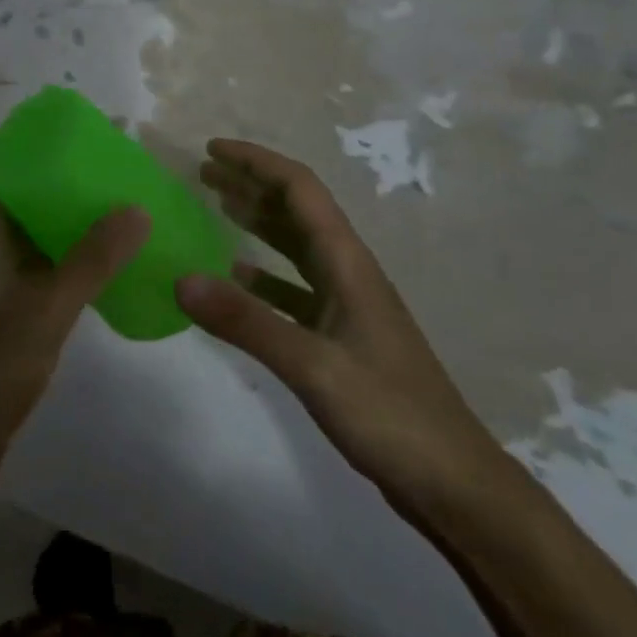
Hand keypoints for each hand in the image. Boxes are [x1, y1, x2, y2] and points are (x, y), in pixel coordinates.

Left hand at [0, 149, 151, 454]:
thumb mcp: (45, 309)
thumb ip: (91, 260)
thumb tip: (137, 207)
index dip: (23, 134)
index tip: (69, 121)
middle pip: (18, 185)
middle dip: (58, 165)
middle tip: (110, 154)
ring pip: (34, 221)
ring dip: (68, 204)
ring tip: (118, 190)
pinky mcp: (13, 300)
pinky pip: (45, 254)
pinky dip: (73, 242)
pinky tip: (110, 247)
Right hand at [176, 140, 502, 512]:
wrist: (456, 486)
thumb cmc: (391, 416)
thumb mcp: (313, 366)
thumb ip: (246, 321)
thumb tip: (180, 278)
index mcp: (348, 263)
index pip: (300, 189)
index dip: (256, 162)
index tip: (211, 150)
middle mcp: (348, 272)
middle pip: (297, 210)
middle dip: (251, 183)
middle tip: (203, 172)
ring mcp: (347, 306)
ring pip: (296, 246)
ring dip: (257, 221)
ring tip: (216, 206)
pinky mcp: (342, 338)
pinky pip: (295, 288)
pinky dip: (264, 274)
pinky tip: (237, 278)